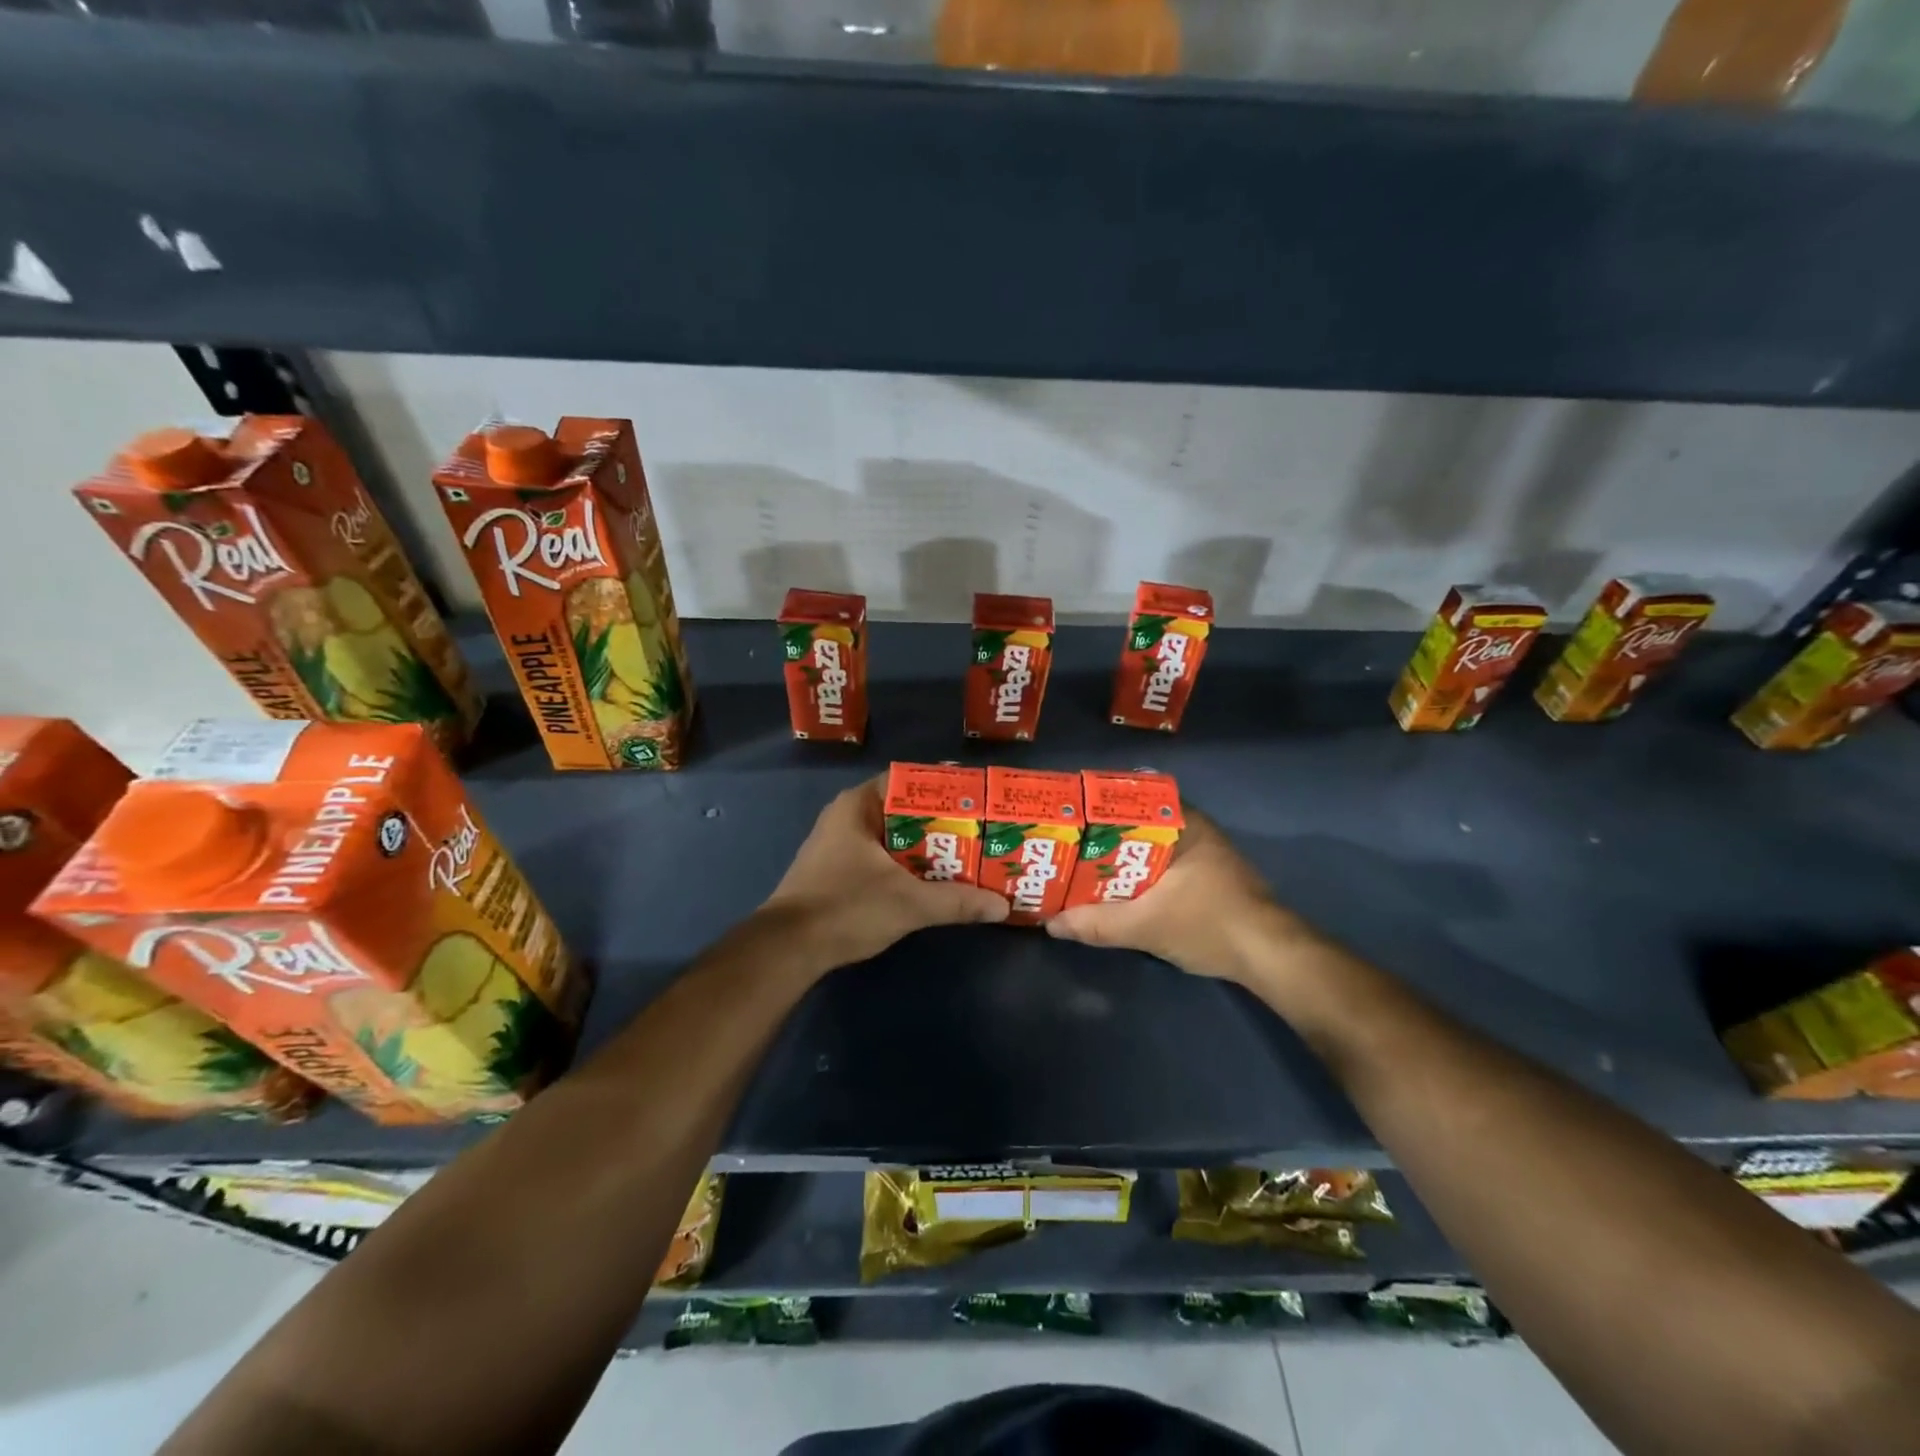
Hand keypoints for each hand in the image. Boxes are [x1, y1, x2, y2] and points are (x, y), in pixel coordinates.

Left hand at [762, 777, 1008, 968]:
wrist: (788, 949)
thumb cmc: (846, 908)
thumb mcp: (909, 904)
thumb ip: (957, 901)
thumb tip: (1002, 906)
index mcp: (858, 806)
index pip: (908, 780)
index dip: (945, 788)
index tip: (977, 800)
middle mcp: (846, 816)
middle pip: (904, 809)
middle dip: (942, 821)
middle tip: (981, 831)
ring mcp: (838, 844)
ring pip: (893, 836)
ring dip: (925, 846)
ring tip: (967, 854)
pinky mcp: (836, 870)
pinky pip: (881, 856)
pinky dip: (906, 863)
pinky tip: (932, 879)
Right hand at [1046, 807, 1307, 981]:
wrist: (1270, 956)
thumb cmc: (1210, 924)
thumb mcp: (1146, 926)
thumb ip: (1097, 924)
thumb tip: (1051, 923)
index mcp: (1182, 822)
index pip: (1130, 797)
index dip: (1096, 806)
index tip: (1068, 818)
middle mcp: (1193, 828)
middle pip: (1135, 823)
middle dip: (1101, 835)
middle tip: (1066, 846)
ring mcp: (1203, 851)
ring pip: (1148, 845)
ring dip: (1119, 857)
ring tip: (1081, 866)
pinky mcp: (1207, 875)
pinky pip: (1161, 863)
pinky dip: (1138, 872)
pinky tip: (1116, 889)